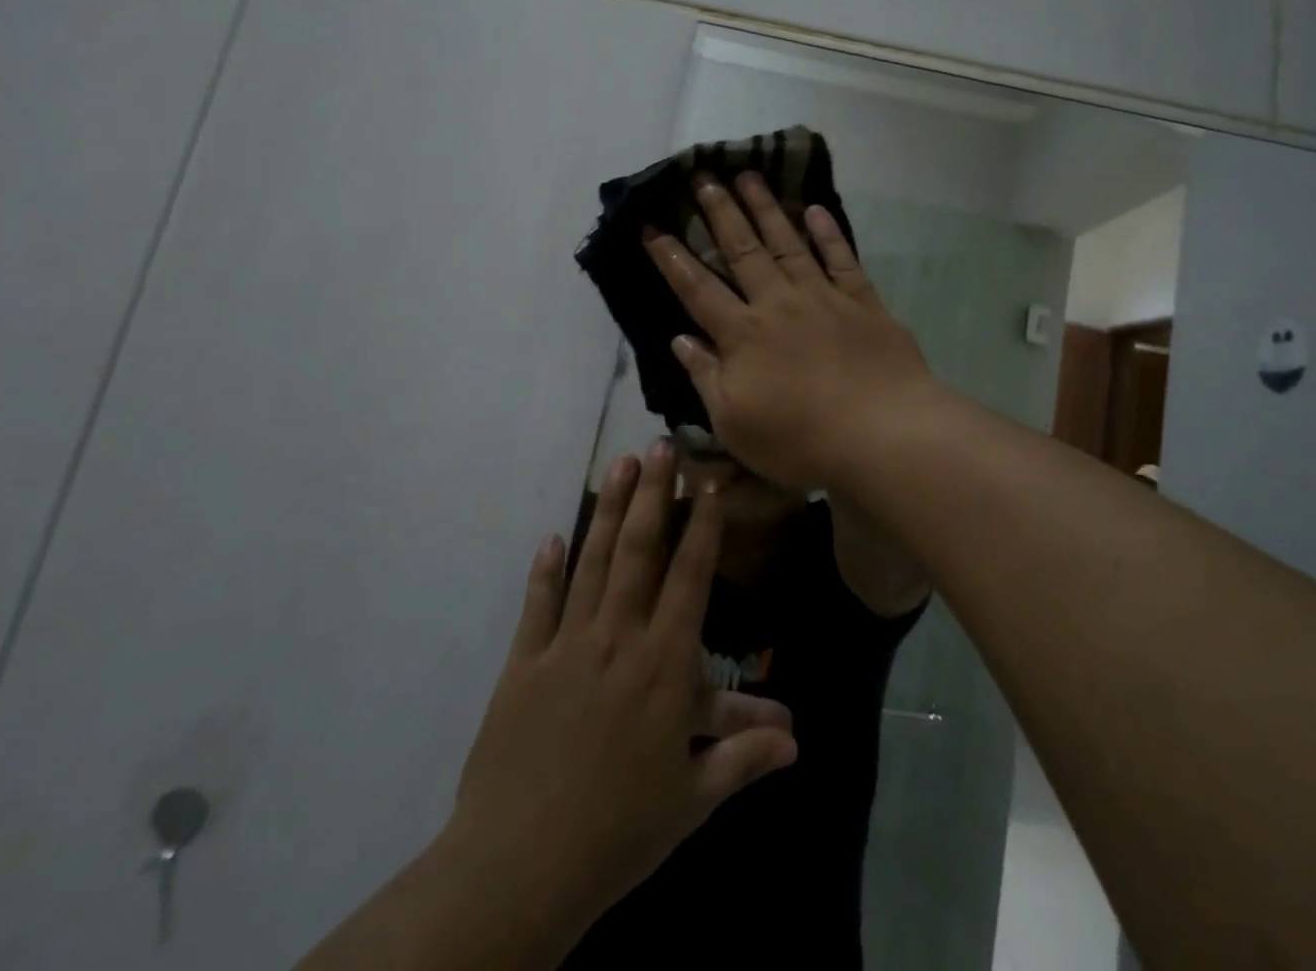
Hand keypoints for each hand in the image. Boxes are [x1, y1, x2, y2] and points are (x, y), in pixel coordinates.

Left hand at [443, 442, 797, 944]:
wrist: (518, 870)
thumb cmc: (619, 831)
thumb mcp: (692, 799)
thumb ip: (743, 755)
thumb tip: (797, 738)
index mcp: (663, 665)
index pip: (689, 578)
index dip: (701, 526)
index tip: (707, 483)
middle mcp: (616, 638)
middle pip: (638, 551)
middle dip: (651, 494)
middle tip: (659, 445)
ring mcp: (565, 646)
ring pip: (591, 562)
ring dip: (606, 510)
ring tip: (618, 463)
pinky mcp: (522, 666)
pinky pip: (537, 606)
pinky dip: (545, 569)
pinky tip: (551, 535)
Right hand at [642, 172, 941, 490]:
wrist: (882, 433)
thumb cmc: (800, 440)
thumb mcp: (734, 423)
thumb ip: (706, 377)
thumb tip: (679, 340)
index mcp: (743, 335)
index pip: (696, 288)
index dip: (671, 257)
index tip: (651, 225)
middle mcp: (778, 304)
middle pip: (742, 250)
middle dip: (719, 211)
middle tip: (703, 176)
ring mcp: (823, 297)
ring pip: (788, 242)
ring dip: (766, 208)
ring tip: (748, 176)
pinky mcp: (862, 301)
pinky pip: (841, 258)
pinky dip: (828, 233)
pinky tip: (815, 209)